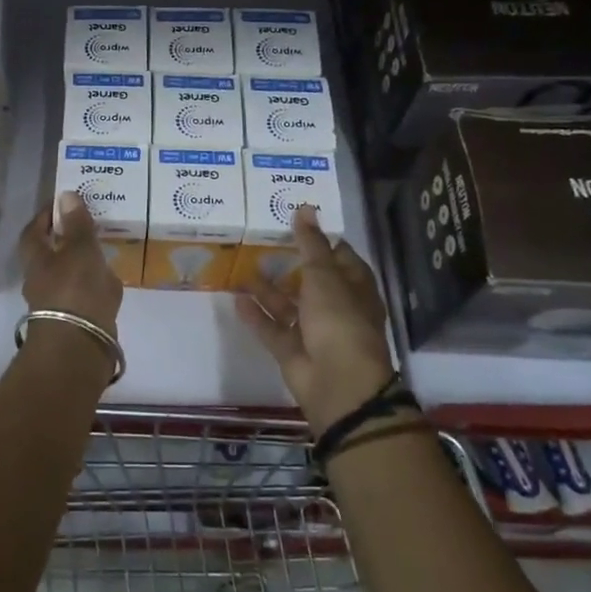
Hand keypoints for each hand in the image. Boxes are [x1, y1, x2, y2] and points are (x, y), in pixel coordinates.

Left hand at [21, 191, 122, 337]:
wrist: (79, 346)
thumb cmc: (75, 290)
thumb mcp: (80, 250)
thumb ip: (76, 224)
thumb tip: (65, 195)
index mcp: (36, 260)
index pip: (34, 231)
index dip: (46, 216)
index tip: (64, 204)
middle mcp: (40, 281)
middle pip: (50, 255)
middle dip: (66, 240)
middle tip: (89, 226)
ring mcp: (57, 303)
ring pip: (68, 276)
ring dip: (82, 264)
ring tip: (105, 251)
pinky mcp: (74, 321)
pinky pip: (84, 296)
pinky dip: (95, 286)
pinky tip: (111, 281)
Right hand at [235, 206, 397, 434]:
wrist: (337, 383)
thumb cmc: (339, 321)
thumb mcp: (324, 276)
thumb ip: (310, 243)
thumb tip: (305, 208)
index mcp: (354, 288)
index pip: (339, 256)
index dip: (319, 239)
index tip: (293, 220)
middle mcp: (335, 307)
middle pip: (310, 280)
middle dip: (288, 263)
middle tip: (260, 240)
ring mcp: (313, 331)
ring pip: (288, 305)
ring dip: (267, 289)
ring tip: (242, 267)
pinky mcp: (292, 350)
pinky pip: (272, 328)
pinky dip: (256, 315)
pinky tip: (236, 298)